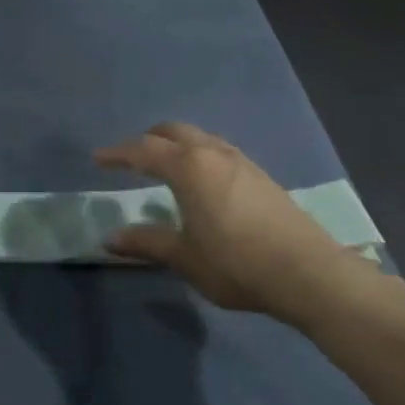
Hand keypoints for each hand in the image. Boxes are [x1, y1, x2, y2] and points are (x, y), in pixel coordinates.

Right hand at [95, 122, 375, 326]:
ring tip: (166, 167)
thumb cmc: (235, 263)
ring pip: (202, 139)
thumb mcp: (184, 257)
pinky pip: (220, 152)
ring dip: (178, 145)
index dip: (118, 153)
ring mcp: (243, 163)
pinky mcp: (262, 177)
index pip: (144, 151)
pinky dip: (200, 156)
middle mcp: (215, 154)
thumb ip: (146, 242)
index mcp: (189, 168)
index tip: (97, 159)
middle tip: (131, 157)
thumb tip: (110, 238)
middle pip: (175, 132)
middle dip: (149, 139)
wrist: (307, 273)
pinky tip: (203, 183)